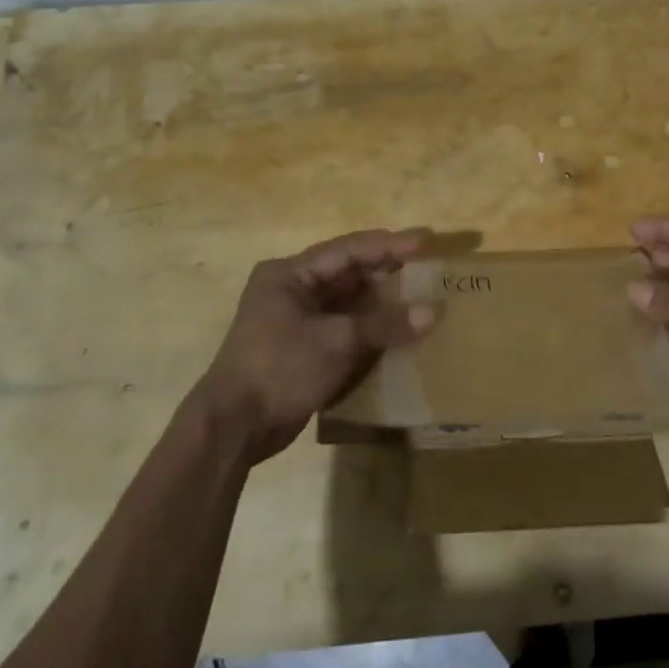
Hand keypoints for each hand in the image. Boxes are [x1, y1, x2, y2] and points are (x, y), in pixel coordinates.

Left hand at [190, 229, 437, 463]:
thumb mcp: (338, 340)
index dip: (389, 245)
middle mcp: (291, 290)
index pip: (348, 251)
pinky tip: (398, 330)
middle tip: (427, 266)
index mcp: (289, 275)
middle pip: (348, 274)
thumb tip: (433, 312)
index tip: (425, 240)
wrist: (235, 426)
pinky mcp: (302, 349)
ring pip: (347, 302)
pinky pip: (344, 328)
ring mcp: (295, 321)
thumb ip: (386, 324)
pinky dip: (370, 327)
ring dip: (381, 301)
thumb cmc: (281, 367)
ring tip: (420, 295)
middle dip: (387, 271)